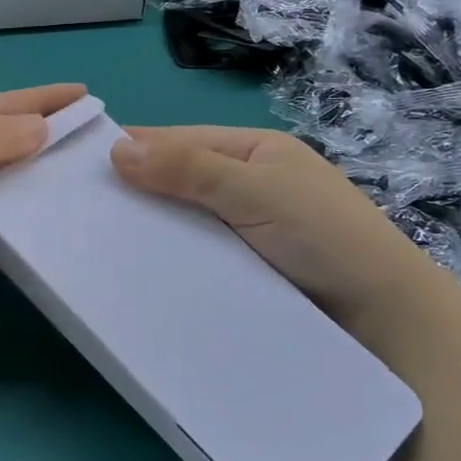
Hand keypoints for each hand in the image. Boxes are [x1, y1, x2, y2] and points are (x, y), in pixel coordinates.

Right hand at [110, 126, 450, 332]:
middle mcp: (244, 185)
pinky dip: (166, 257)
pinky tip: (133, 269)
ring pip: (180, 219)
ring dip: (148, 228)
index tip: (79, 164)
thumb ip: (189, 168)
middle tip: (77, 209)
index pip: (179, 140)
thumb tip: (116, 148)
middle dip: (135, 191)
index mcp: (252, 151)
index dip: (133, 148)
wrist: (383, 321)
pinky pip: (192, 254)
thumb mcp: (256, 190)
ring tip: (93, 242)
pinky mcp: (239, 269)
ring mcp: (240, 230)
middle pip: (176, 180)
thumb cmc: (325, 236)